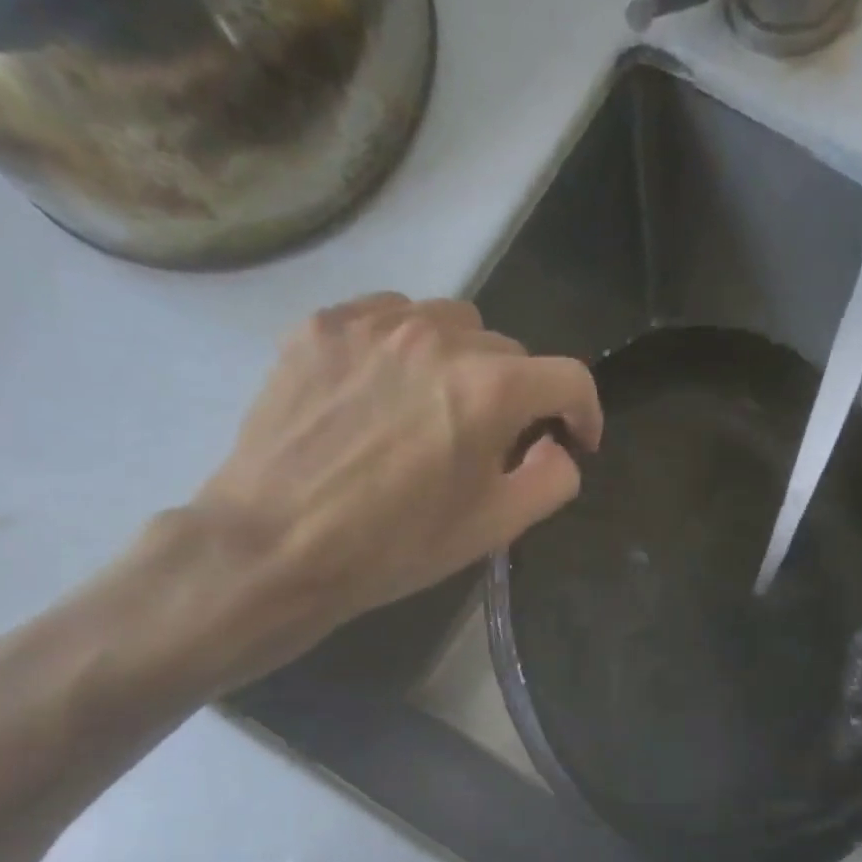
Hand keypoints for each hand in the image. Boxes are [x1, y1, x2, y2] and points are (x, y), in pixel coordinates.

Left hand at [142, 294, 600, 695]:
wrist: (276, 545)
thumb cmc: (396, 546)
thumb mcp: (494, 529)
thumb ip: (551, 480)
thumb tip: (559, 447)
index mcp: (489, 390)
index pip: (568, 378)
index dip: (585, 413)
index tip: (576, 441)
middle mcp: (438, 337)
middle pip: (509, 350)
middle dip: (518, 395)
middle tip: (494, 442)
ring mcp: (374, 323)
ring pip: (451, 323)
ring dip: (464, 362)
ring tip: (439, 408)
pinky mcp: (323, 325)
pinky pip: (389, 315)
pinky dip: (408, 346)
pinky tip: (389, 388)